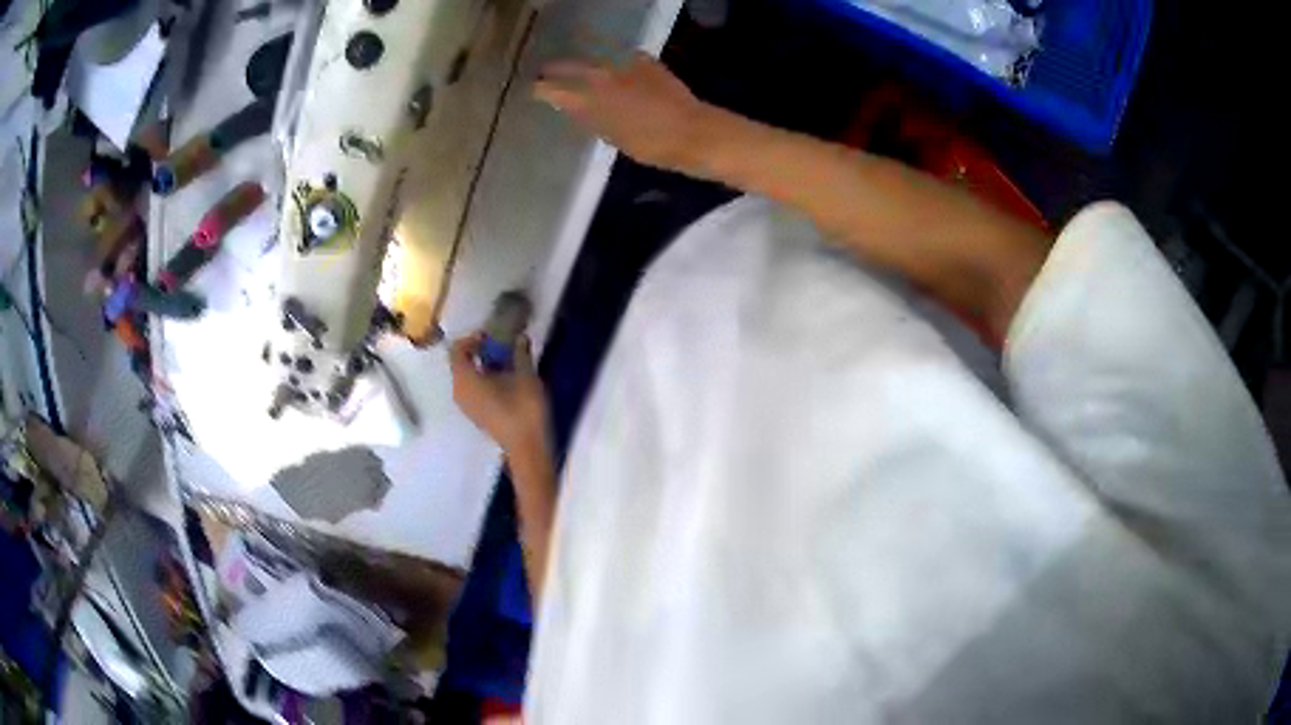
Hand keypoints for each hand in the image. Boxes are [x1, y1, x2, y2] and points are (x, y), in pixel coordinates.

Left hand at [450, 333, 549, 457]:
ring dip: (482, 364)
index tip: (492, 336)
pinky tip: (504, 380)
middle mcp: (459, 391)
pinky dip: (483, 378)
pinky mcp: (475, 414)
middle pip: (460, 362)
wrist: (527, 447)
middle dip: (478, 350)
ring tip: (505, 360)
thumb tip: (520, 337)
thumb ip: (520, 353)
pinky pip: (472, 389)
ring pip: (466, 376)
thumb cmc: (523, 410)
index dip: (472, 338)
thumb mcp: (525, 376)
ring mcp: (466, 405)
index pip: (457, 349)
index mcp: (465, 379)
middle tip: (500, 345)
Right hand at [534, 52, 712, 171]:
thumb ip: (588, 117)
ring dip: (580, 60)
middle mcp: (600, 75)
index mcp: (588, 98)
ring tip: (571, 66)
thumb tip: (571, 104)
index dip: (540, 89)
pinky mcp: (643, 59)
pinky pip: (617, 55)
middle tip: (545, 71)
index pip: (553, 89)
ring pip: (592, 57)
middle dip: (555, 68)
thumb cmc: (650, 144)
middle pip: (570, 65)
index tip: (532, 89)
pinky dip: (607, 58)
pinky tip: (606, 63)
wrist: (691, 131)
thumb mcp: (610, 136)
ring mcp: (623, 63)